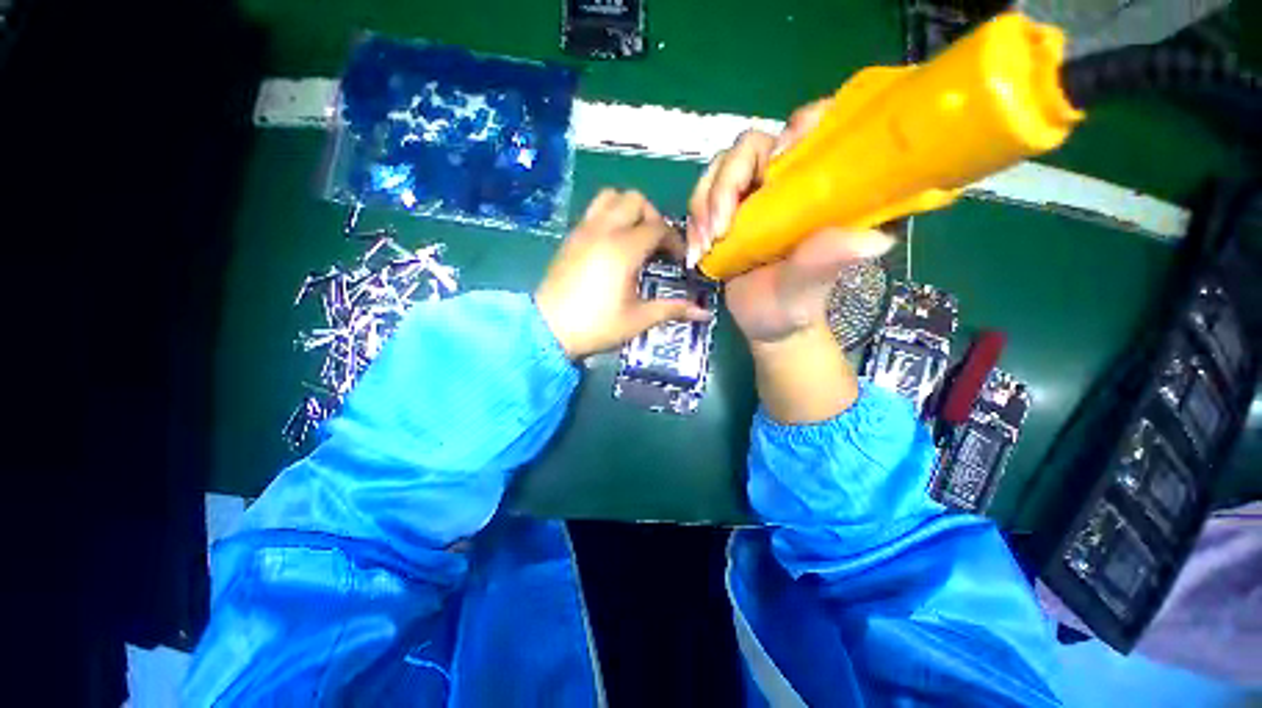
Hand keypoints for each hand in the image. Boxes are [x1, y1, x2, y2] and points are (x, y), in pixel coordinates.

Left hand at [536, 189, 712, 359]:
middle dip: (653, 217)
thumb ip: (672, 309)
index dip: (674, 241)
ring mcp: (583, 230)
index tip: (678, 260)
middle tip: (656, 245)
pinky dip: (609, 215)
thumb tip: (704, 314)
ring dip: (628, 209)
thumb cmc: (596, 326)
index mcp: (623, 249)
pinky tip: (612, 244)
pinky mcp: (570, 237)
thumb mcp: (638, 319)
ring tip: (635, 236)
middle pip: (635, 200)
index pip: (657, 228)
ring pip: (610, 197)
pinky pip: (593, 210)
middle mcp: (603, 230)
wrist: (548, 330)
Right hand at [686, 101, 895, 348]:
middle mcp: (789, 179)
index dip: (795, 131)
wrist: (766, 322)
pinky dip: (693, 221)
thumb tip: (874, 239)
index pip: (816, 129)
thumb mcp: (812, 284)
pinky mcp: (729, 209)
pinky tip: (695, 252)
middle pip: (750, 147)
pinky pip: (703, 196)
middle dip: (726, 184)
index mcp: (825, 186)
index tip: (771, 171)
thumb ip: (829, 259)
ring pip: (719, 170)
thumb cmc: (796, 303)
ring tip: (704, 247)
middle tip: (718, 231)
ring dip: (704, 205)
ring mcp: (755, 192)